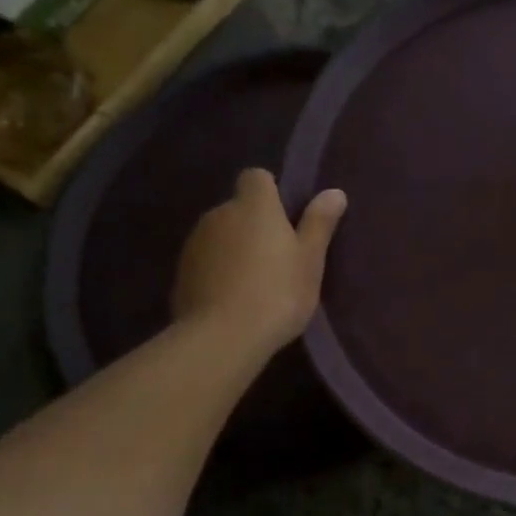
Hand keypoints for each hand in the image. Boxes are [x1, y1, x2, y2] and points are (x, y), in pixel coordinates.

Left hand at [171, 169, 346, 349]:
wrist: (222, 337)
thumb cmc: (278, 292)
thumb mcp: (310, 260)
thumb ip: (319, 223)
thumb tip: (334, 192)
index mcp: (254, 206)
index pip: (257, 177)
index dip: (272, 192)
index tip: (287, 219)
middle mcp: (219, 214)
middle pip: (239, 208)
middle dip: (255, 225)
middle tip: (279, 258)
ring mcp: (195, 243)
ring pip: (221, 235)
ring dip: (235, 248)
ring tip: (255, 283)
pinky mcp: (181, 272)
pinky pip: (206, 261)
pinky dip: (218, 271)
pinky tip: (233, 299)